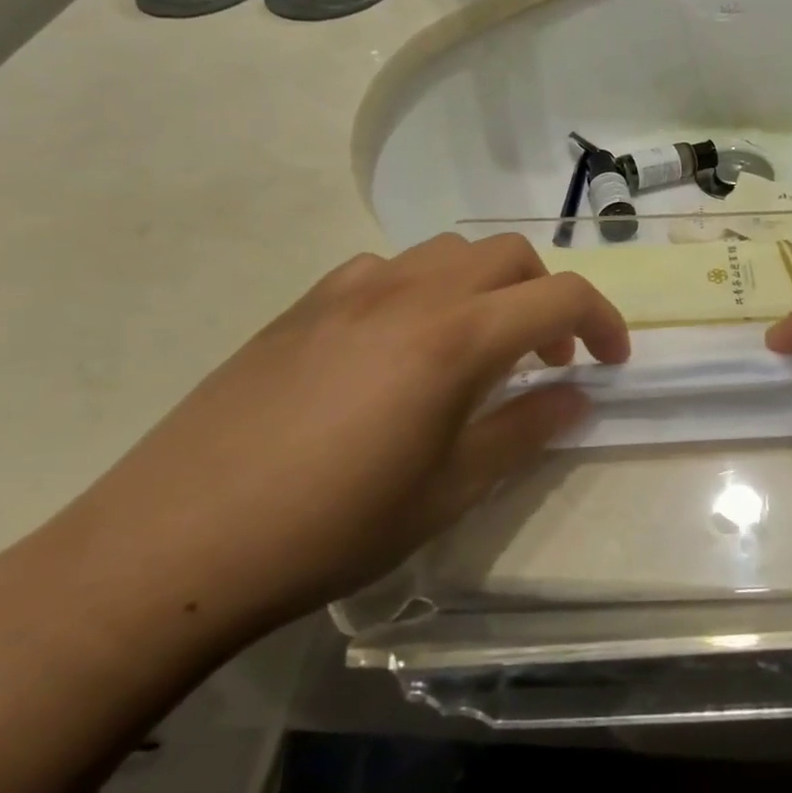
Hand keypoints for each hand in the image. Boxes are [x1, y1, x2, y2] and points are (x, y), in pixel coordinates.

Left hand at [50, 234, 629, 637]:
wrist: (179, 540)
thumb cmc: (333, 525)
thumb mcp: (450, 489)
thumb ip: (525, 429)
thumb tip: (577, 396)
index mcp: (455, 336)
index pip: (560, 297)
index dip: (603, 321)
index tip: (612, 360)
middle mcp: (411, 291)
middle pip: (509, 255)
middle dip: (546, 296)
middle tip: (545, 358)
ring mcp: (352, 288)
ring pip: (450, 252)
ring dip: (487, 287)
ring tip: (476, 347)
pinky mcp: (306, 302)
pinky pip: (389, 268)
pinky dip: (425, 289)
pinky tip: (401, 346)